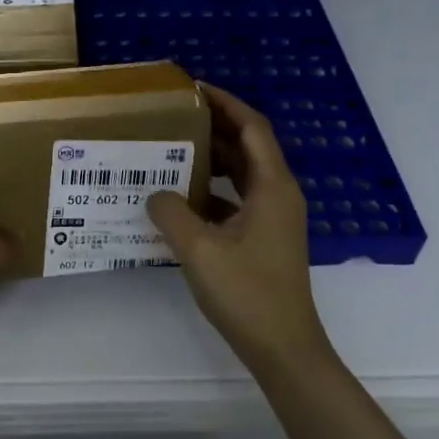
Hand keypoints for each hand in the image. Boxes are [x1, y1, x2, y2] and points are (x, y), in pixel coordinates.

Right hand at [146, 85, 332, 374]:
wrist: (283, 349)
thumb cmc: (247, 294)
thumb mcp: (200, 249)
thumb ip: (172, 213)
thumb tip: (155, 194)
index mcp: (272, 186)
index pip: (252, 127)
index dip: (225, 103)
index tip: (193, 89)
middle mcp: (278, 194)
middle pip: (247, 146)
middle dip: (214, 126)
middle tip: (173, 116)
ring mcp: (273, 218)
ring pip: (241, 174)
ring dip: (211, 158)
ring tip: (172, 148)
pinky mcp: (264, 238)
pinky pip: (236, 199)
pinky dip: (212, 190)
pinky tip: (180, 198)